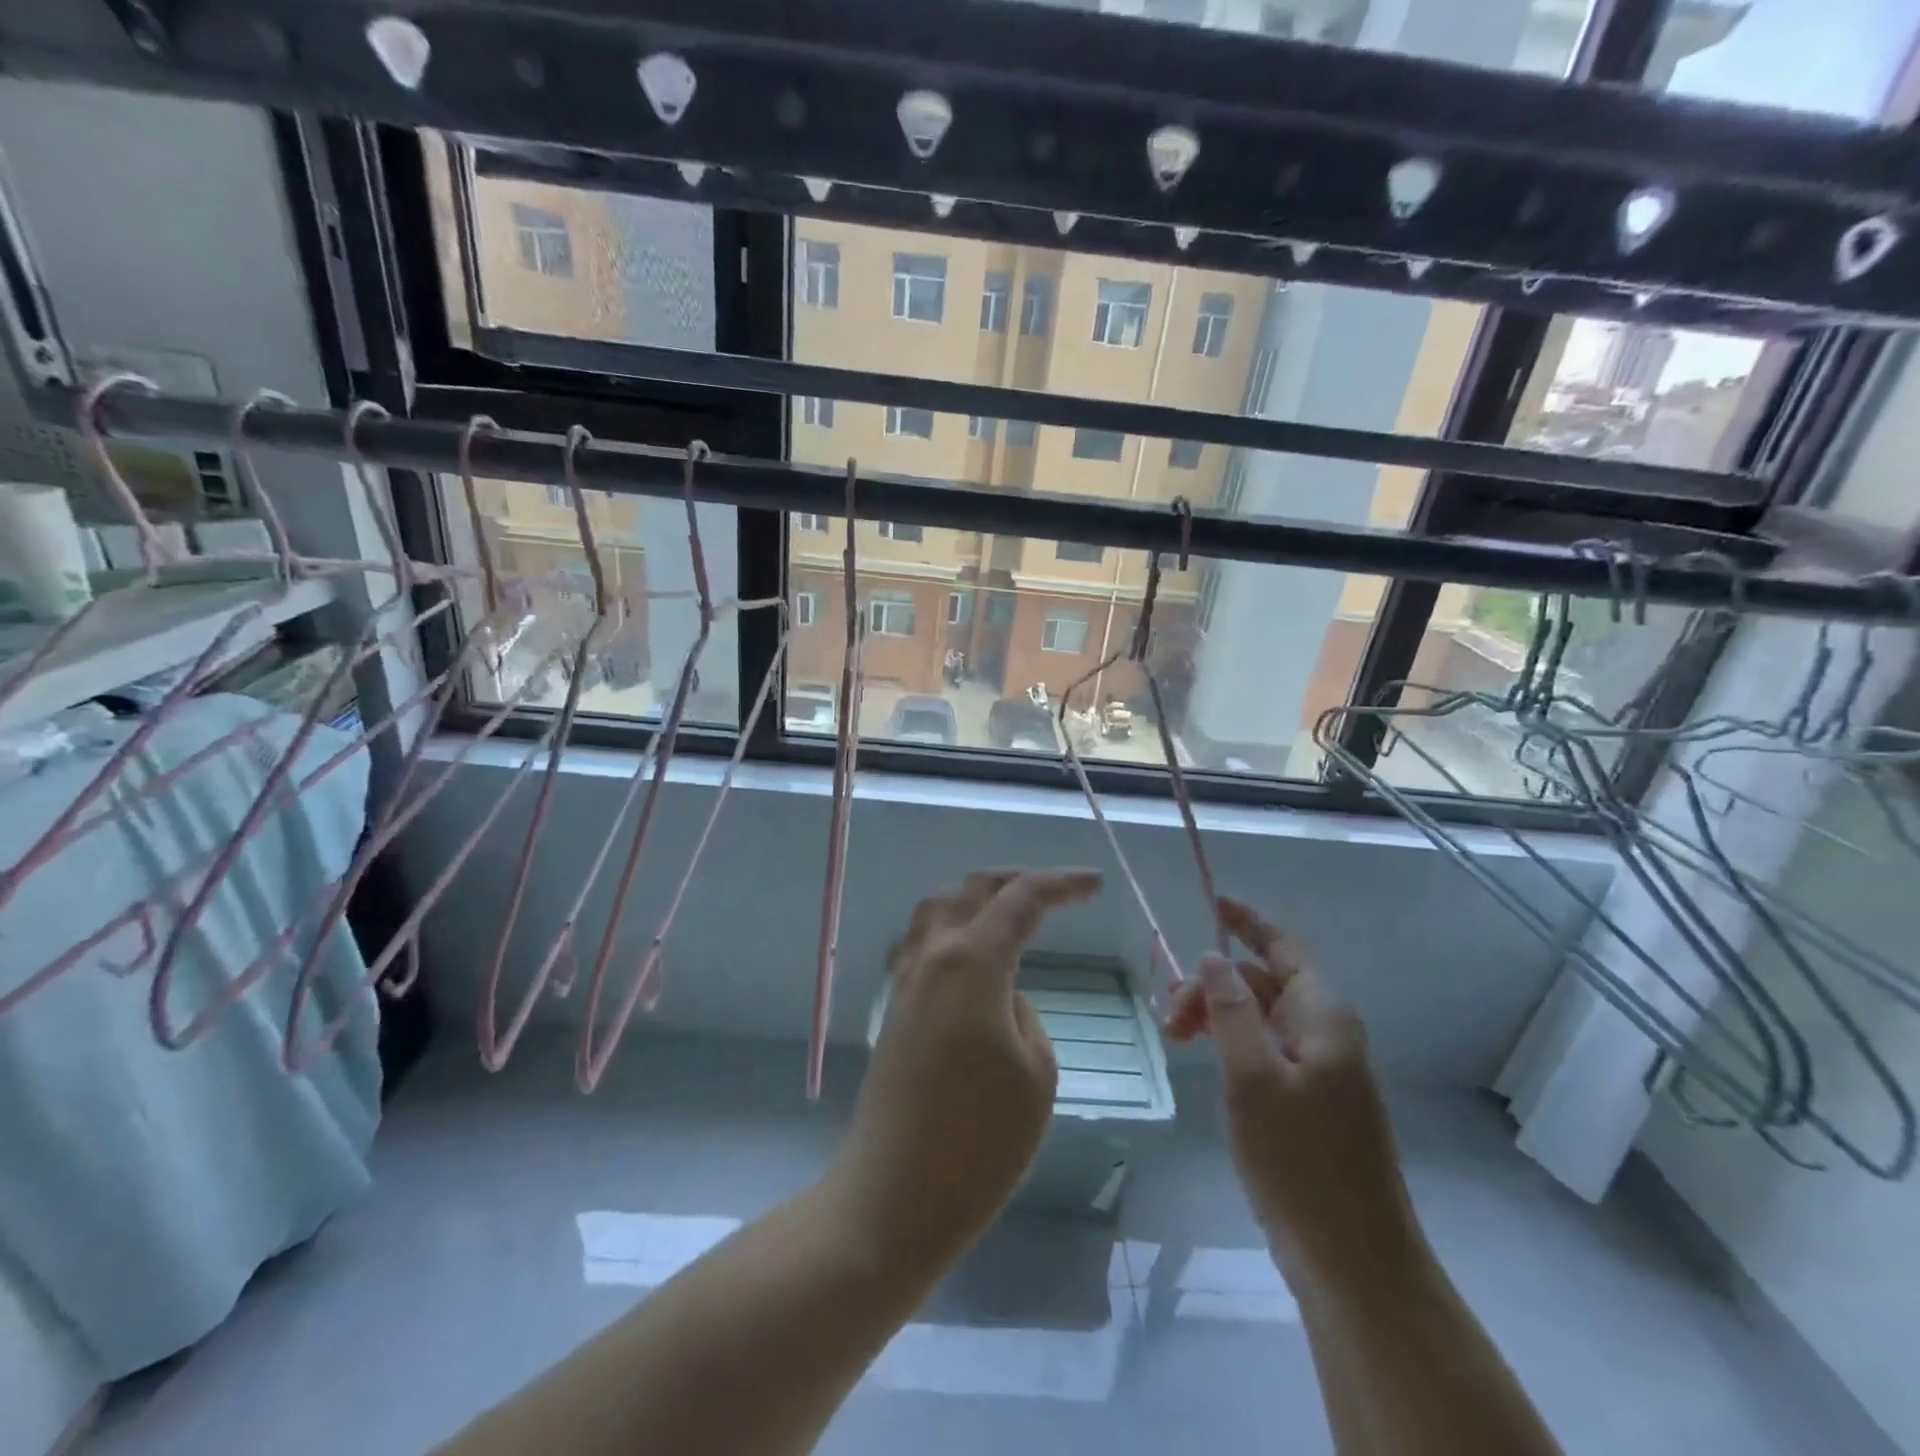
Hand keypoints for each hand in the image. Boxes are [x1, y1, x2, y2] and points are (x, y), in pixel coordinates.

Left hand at [830, 868, 1103, 1271]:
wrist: (891, 1197)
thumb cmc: (978, 1142)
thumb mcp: (1036, 1075)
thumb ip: (1025, 1016)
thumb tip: (1003, 997)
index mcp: (972, 962)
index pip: (1020, 898)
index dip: (1061, 883)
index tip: (1096, 884)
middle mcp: (932, 956)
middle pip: (972, 889)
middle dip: (1017, 879)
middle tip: (1058, 891)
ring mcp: (905, 982)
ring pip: (937, 908)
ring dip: (976, 898)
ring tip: (1010, 913)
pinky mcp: (893, 1010)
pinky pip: (920, 943)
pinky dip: (950, 928)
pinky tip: (966, 954)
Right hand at [1166, 896, 1420, 1285]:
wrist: (1353, 1262)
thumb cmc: (1300, 1161)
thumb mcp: (1253, 1077)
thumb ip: (1231, 1011)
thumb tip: (1214, 957)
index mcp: (1323, 1018)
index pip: (1283, 947)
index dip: (1248, 921)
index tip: (1210, 903)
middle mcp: (1327, 1034)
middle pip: (1265, 982)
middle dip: (1215, 983)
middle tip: (1168, 1015)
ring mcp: (1323, 1071)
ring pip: (1262, 1018)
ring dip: (1219, 1015)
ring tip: (1175, 1037)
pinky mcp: (1313, 1104)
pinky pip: (1267, 1051)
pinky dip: (1233, 1044)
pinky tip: (1207, 1062)